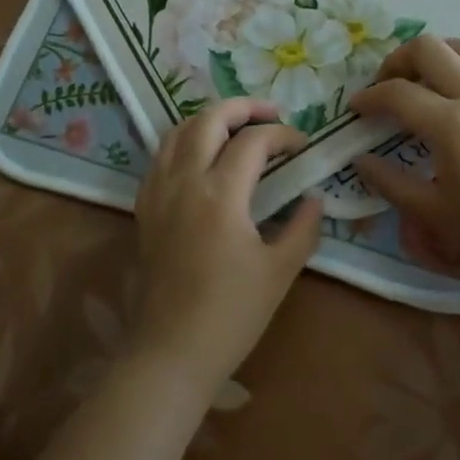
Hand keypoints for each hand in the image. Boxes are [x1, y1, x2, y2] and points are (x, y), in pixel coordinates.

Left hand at [127, 97, 322, 395]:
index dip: (282, 135)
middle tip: (270, 113)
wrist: (170, 352)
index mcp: (220, 193)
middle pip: (209, 119)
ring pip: (179, 130)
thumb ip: (303, 227)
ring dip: (210, 118)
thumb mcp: (279, 271)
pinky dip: (184, 141)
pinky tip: (201, 156)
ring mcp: (159, 191)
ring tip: (236, 126)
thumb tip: (314, 197)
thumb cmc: (231, 315)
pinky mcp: (144, 207)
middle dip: (243, 107)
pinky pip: (161, 155)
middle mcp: (184, 180)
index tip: (302, 146)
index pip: (253, 141)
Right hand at [347, 35, 459, 293]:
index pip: (397, 93)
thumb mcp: (434, 214)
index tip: (356, 108)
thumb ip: (390, 183)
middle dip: (398, 59)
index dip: (370, 97)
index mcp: (452, 125)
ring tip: (426, 80)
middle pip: (429, 48)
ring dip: (438, 55)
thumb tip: (359, 161)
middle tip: (388, 85)